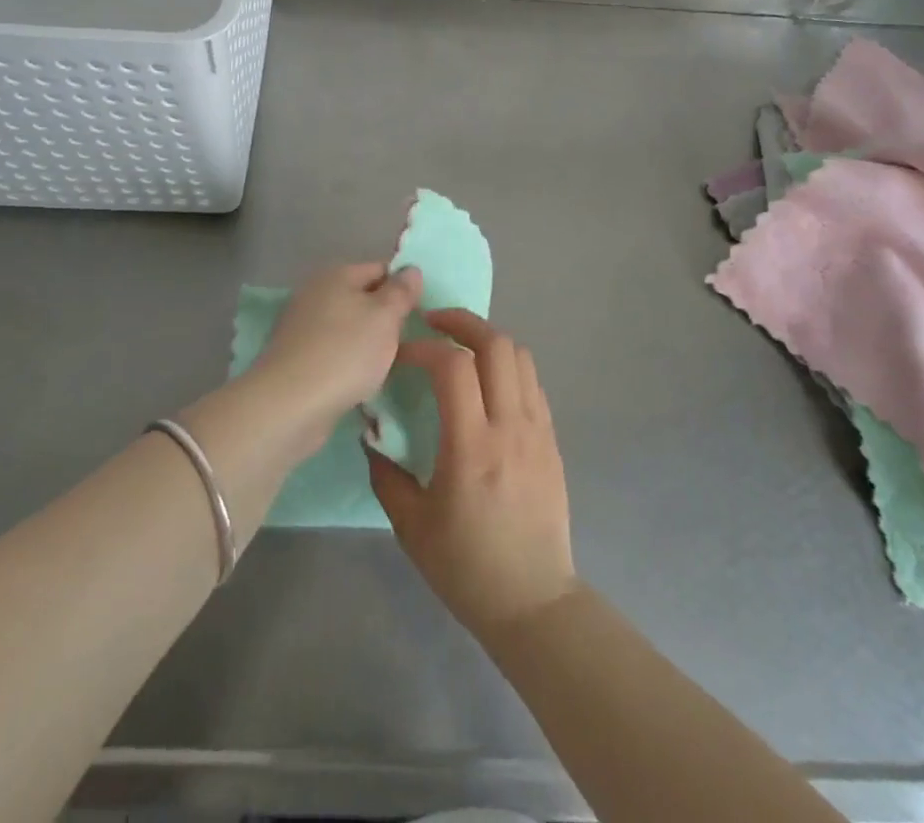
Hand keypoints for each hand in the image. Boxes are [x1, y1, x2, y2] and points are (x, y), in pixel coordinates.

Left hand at [252, 262, 422, 443]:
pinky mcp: (296, 358)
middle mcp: (315, 293)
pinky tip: (360, 382)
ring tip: (388, 365)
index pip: (381, 269)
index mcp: (336, 274)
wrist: (289, 405)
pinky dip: (348, 363)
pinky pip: (333, 352)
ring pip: (348, 327)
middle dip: (385, 318)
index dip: (403, 288)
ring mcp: (302, 326)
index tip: (421, 314)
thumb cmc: (345, 353)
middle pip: (362, 298)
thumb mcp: (385, 317)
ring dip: (367, 343)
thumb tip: (411, 269)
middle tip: (408, 341)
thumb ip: (401, 291)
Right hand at [367, 309, 578, 638]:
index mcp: (472, 447)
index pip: (453, 366)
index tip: (401, 355)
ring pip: (520, 356)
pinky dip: (507, 366)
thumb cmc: (466, 568)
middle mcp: (510, 427)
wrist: (533, 601)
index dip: (424, 348)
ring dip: (488, 340)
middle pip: (496, 345)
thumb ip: (386, 473)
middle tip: (433, 323)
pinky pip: (532, 382)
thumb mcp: (411, 526)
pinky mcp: (551, 439)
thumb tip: (371, 435)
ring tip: (460, 347)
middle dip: (462, 322)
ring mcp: (538, 430)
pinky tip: (487, 382)